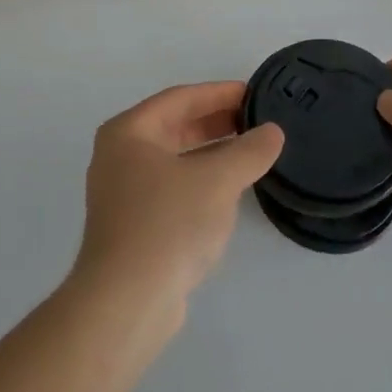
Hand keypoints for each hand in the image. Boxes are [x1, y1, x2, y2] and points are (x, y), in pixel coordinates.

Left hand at [73, 83, 284, 313]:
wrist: (127, 299)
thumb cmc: (168, 223)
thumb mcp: (217, 180)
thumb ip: (248, 151)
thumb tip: (272, 132)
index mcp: (129, 131)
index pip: (180, 98)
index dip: (220, 93)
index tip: (255, 92)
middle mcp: (119, 155)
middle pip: (175, 126)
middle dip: (217, 121)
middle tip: (259, 120)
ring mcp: (124, 191)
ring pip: (175, 158)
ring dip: (212, 152)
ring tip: (253, 151)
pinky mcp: (134, 223)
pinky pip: (173, 186)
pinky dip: (201, 180)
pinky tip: (230, 189)